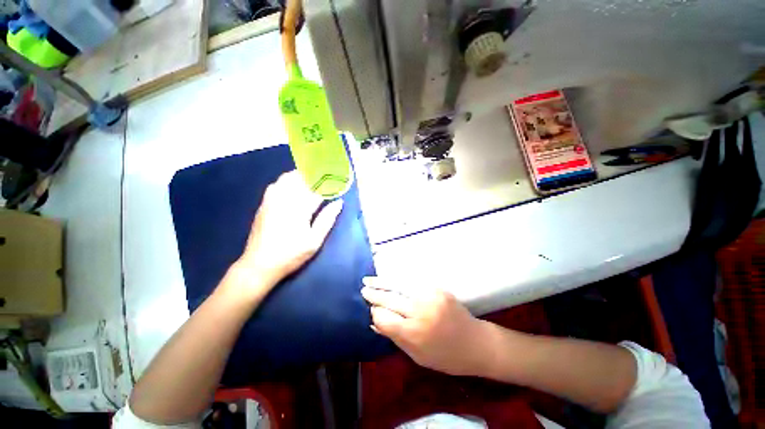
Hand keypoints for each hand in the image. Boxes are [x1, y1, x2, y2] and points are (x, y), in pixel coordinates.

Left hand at [235, 171, 342, 291]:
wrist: (259, 265)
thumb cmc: (291, 254)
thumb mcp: (314, 241)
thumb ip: (327, 219)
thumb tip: (339, 203)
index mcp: (299, 208)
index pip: (316, 189)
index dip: (328, 183)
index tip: (336, 179)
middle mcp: (284, 199)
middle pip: (300, 178)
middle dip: (313, 175)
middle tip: (324, 176)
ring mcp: (271, 200)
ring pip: (286, 179)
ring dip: (299, 176)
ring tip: (310, 179)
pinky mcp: (263, 205)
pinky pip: (276, 185)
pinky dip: (287, 181)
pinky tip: (292, 186)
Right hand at [361, 277, 491, 376]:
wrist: (476, 343)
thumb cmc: (446, 357)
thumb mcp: (417, 356)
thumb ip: (394, 337)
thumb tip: (374, 322)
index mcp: (414, 333)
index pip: (385, 318)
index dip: (376, 314)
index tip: (372, 312)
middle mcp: (420, 311)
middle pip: (390, 299)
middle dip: (374, 294)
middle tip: (363, 289)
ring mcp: (430, 296)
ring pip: (399, 285)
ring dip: (383, 282)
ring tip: (369, 280)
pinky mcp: (437, 288)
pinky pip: (413, 281)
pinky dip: (398, 278)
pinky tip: (390, 277)